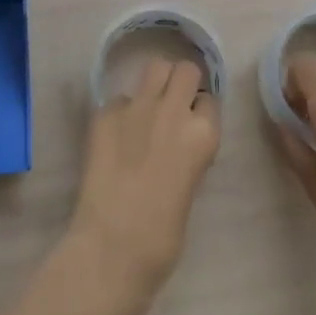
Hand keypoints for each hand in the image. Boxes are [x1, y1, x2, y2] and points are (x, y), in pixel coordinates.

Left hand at [66, 57, 220, 314]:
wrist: (112, 247)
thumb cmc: (162, 236)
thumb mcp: (191, 186)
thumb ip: (189, 152)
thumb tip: (179, 140)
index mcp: (203, 135)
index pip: (210, 100)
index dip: (200, 111)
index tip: (192, 125)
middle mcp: (173, 110)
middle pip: (185, 70)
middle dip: (182, 83)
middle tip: (172, 106)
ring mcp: (137, 107)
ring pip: (155, 67)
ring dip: (156, 83)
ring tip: (148, 108)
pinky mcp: (105, 113)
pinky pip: (120, 98)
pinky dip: (122, 111)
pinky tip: (116, 135)